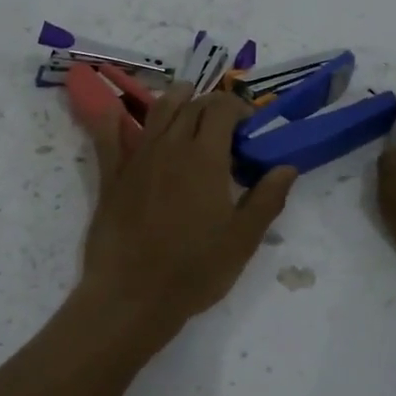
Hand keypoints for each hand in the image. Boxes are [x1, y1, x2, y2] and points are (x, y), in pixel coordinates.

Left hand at [73, 84, 296, 346]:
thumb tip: (287, 167)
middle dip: (211, 105)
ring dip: (175, 100)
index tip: (249, 125)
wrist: (133, 295)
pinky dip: (112, 119)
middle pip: (191, 106)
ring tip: (186, 100)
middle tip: (224, 124)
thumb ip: (267, 198)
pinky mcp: (112, 176)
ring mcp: (137, 158)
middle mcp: (170, 146)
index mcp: (205, 157)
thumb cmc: (195, 269)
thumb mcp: (243, 240)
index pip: (221, 109)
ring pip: (156, 112)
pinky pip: (108, 138)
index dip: (238, 108)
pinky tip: (113, 109)